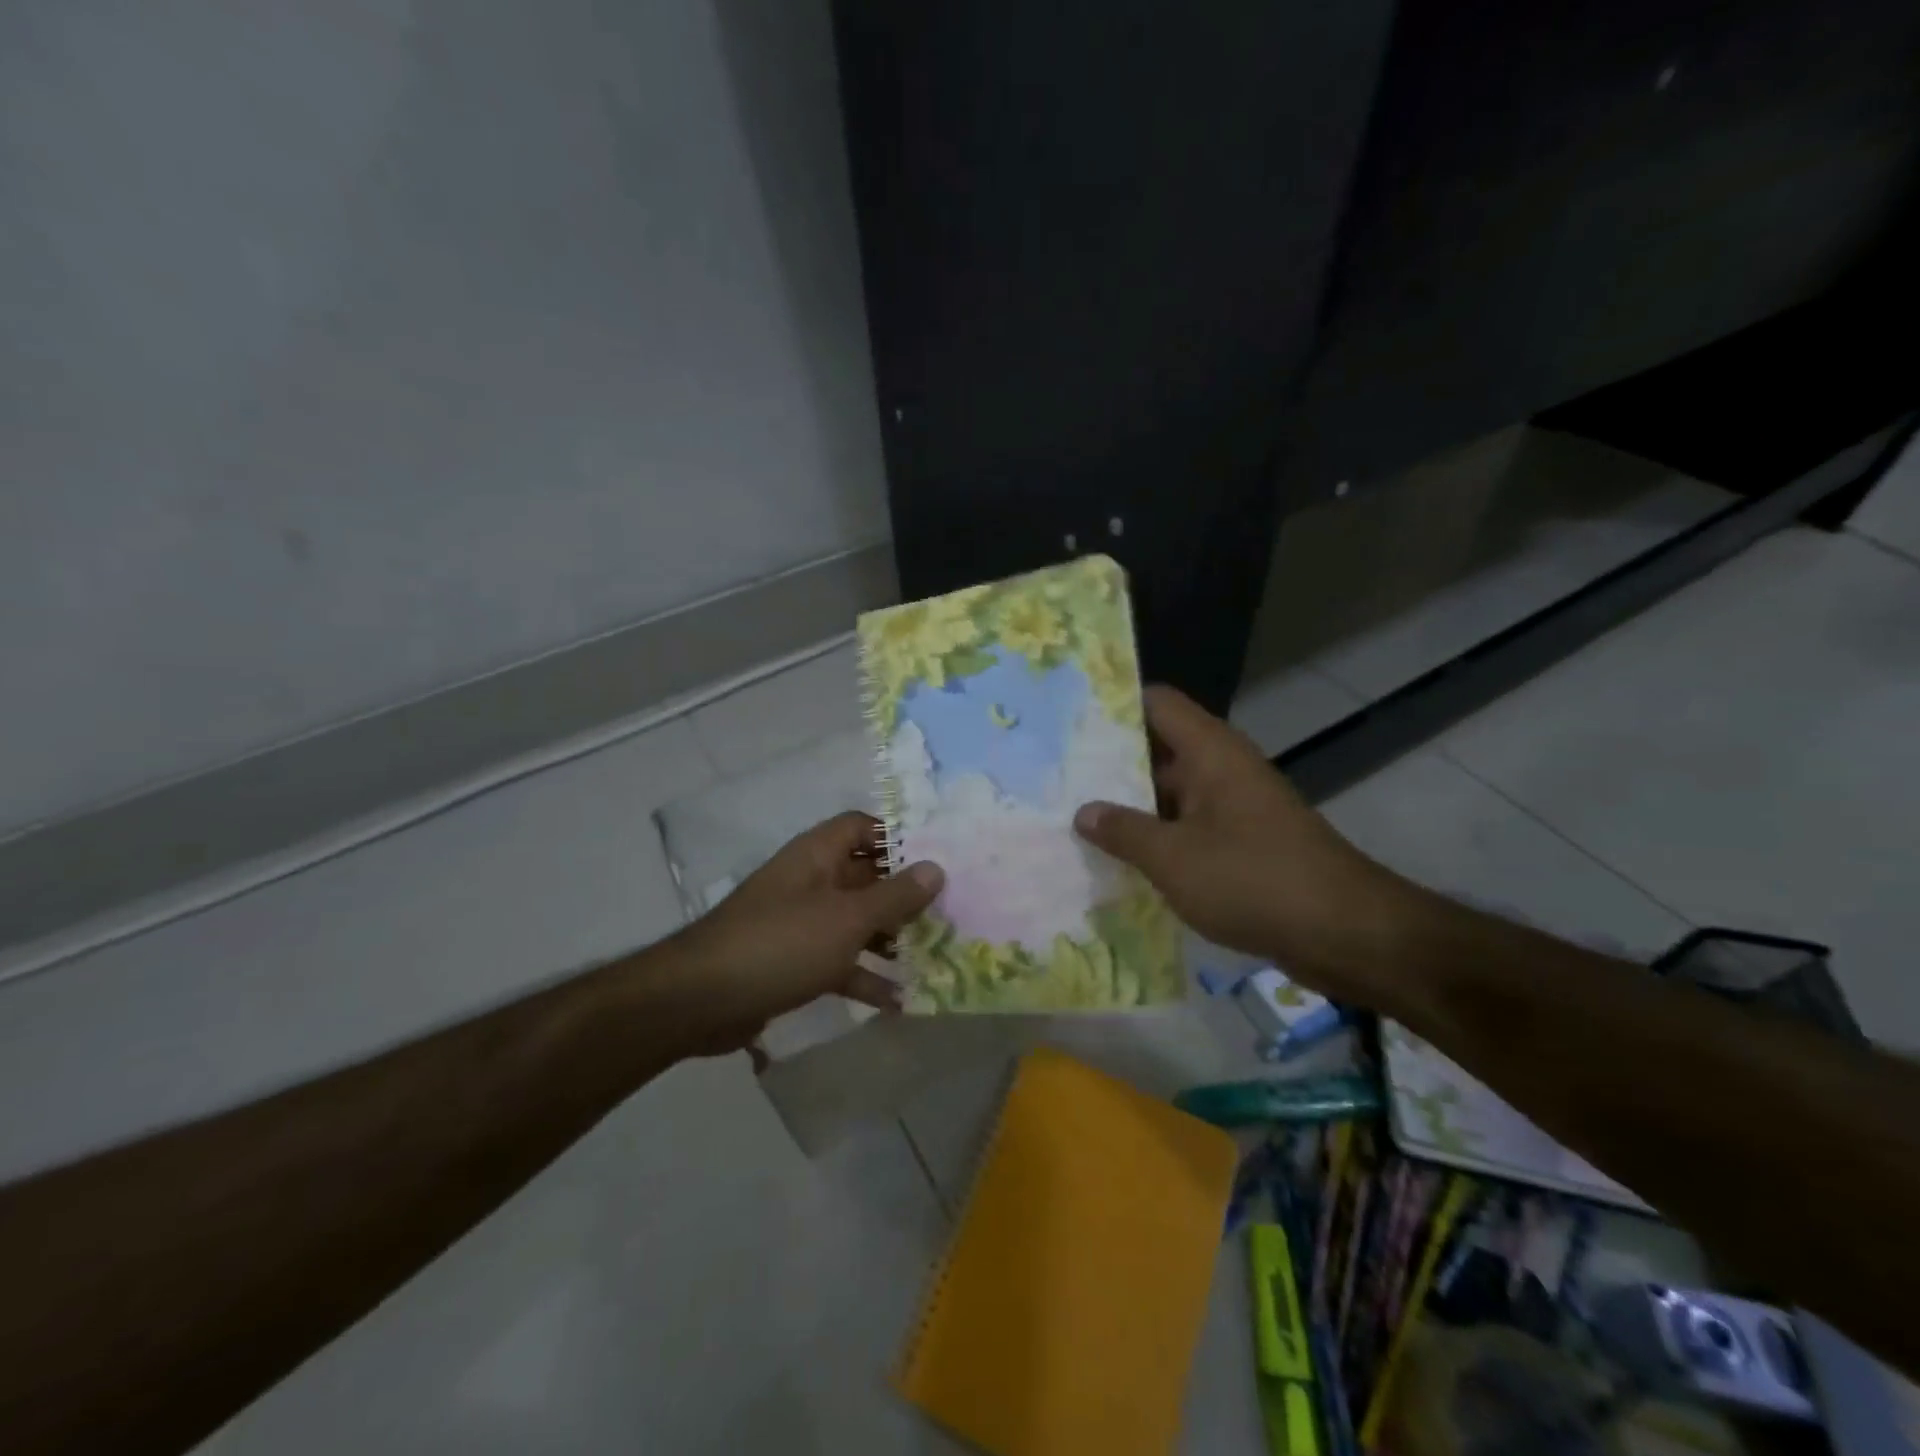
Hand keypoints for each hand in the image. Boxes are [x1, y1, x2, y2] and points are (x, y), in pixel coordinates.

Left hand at [667, 812, 943, 1055]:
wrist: (700, 1000)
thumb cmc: (781, 943)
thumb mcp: (847, 918)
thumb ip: (895, 895)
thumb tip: (937, 867)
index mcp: (818, 855)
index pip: (862, 827)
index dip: (897, 837)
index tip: (936, 859)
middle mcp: (811, 882)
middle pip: (866, 877)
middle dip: (904, 895)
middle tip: (949, 914)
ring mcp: (802, 923)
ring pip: (856, 922)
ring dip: (890, 938)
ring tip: (934, 955)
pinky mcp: (795, 962)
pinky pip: (840, 961)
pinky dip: (865, 976)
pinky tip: (899, 1001)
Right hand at [1073, 686, 1417, 1003]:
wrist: (1345, 933)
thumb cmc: (1253, 879)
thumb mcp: (1173, 857)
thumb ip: (1123, 831)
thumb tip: (1083, 812)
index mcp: (1209, 751)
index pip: (1156, 703)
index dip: (1113, 706)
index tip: (1067, 720)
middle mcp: (1222, 768)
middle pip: (1157, 748)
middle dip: (1108, 763)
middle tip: (1055, 776)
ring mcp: (1234, 806)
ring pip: (1170, 793)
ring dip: (1130, 806)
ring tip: (1073, 818)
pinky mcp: (1242, 842)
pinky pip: (1188, 827)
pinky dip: (1157, 837)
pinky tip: (1117, 859)